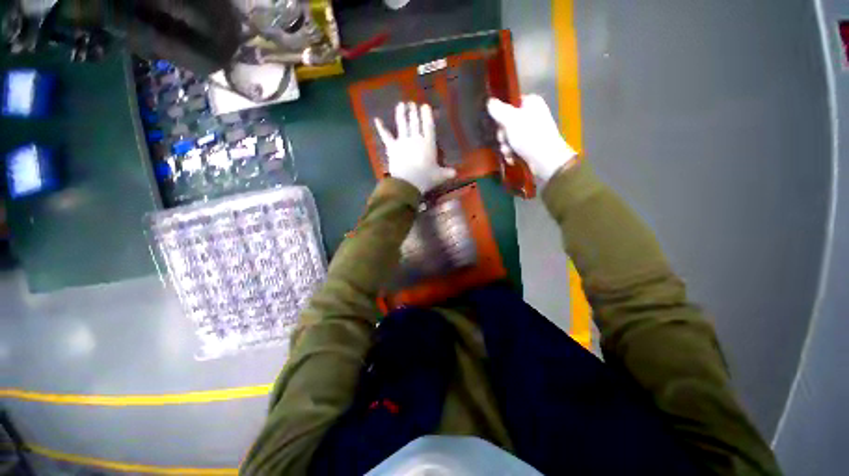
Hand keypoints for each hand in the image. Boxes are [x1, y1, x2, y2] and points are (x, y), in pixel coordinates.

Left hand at [375, 102, 456, 193]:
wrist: (408, 182)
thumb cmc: (426, 178)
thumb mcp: (439, 176)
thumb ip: (447, 172)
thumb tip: (456, 173)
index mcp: (428, 143)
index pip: (428, 125)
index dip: (426, 115)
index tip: (425, 106)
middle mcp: (415, 138)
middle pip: (415, 122)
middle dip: (414, 112)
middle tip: (412, 104)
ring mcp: (402, 141)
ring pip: (402, 124)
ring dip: (401, 113)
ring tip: (401, 105)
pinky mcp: (392, 147)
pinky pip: (386, 135)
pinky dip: (381, 128)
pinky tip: (377, 120)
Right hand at [487, 95, 577, 182]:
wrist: (546, 160)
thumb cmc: (529, 136)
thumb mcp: (510, 120)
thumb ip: (498, 110)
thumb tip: (489, 101)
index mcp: (530, 103)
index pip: (510, 104)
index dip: (500, 115)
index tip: (497, 124)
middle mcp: (532, 115)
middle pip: (507, 122)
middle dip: (502, 135)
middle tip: (504, 141)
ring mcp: (531, 131)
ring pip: (509, 137)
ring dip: (505, 146)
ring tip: (509, 152)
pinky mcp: (530, 145)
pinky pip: (514, 147)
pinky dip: (511, 153)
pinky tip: (512, 158)